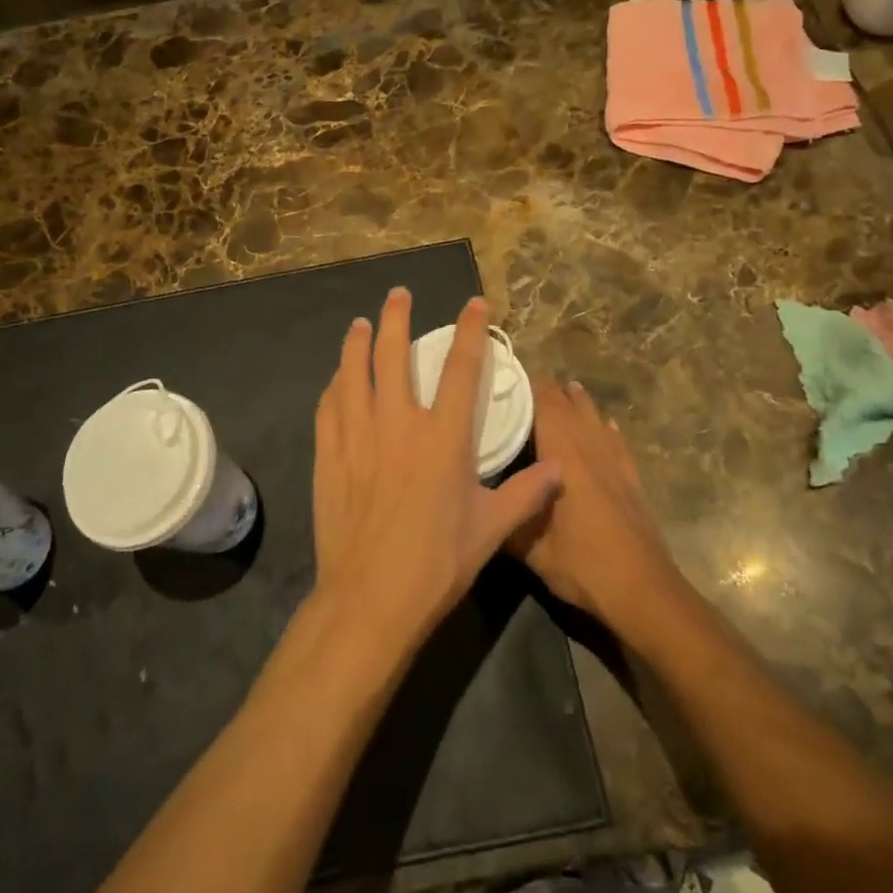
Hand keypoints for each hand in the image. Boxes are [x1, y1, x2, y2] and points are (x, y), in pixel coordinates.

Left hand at [311, 290, 560, 654]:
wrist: (370, 598)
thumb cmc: (437, 563)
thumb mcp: (491, 530)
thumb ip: (528, 494)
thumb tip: (563, 471)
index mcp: (442, 436)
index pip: (461, 368)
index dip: (470, 331)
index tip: (474, 303)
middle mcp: (398, 423)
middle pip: (395, 355)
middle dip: (398, 317)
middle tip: (398, 294)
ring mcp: (358, 436)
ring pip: (354, 373)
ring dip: (358, 343)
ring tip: (361, 324)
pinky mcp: (330, 455)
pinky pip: (329, 407)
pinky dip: (334, 386)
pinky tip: (336, 380)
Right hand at [508, 379, 683, 628]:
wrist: (645, 592)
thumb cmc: (584, 565)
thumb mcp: (531, 550)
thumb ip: (507, 520)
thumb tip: (483, 502)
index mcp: (564, 457)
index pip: (545, 405)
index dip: (528, 386)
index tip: (507, 375)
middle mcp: (590, 450)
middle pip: (570, 407)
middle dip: (549, 392)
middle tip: (525, 385)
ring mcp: (615, 464)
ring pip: (595, 420)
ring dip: (579, 403)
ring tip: (567, 388)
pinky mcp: (632, 481)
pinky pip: (617, 443)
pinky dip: (607, 429)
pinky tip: (606, 425)